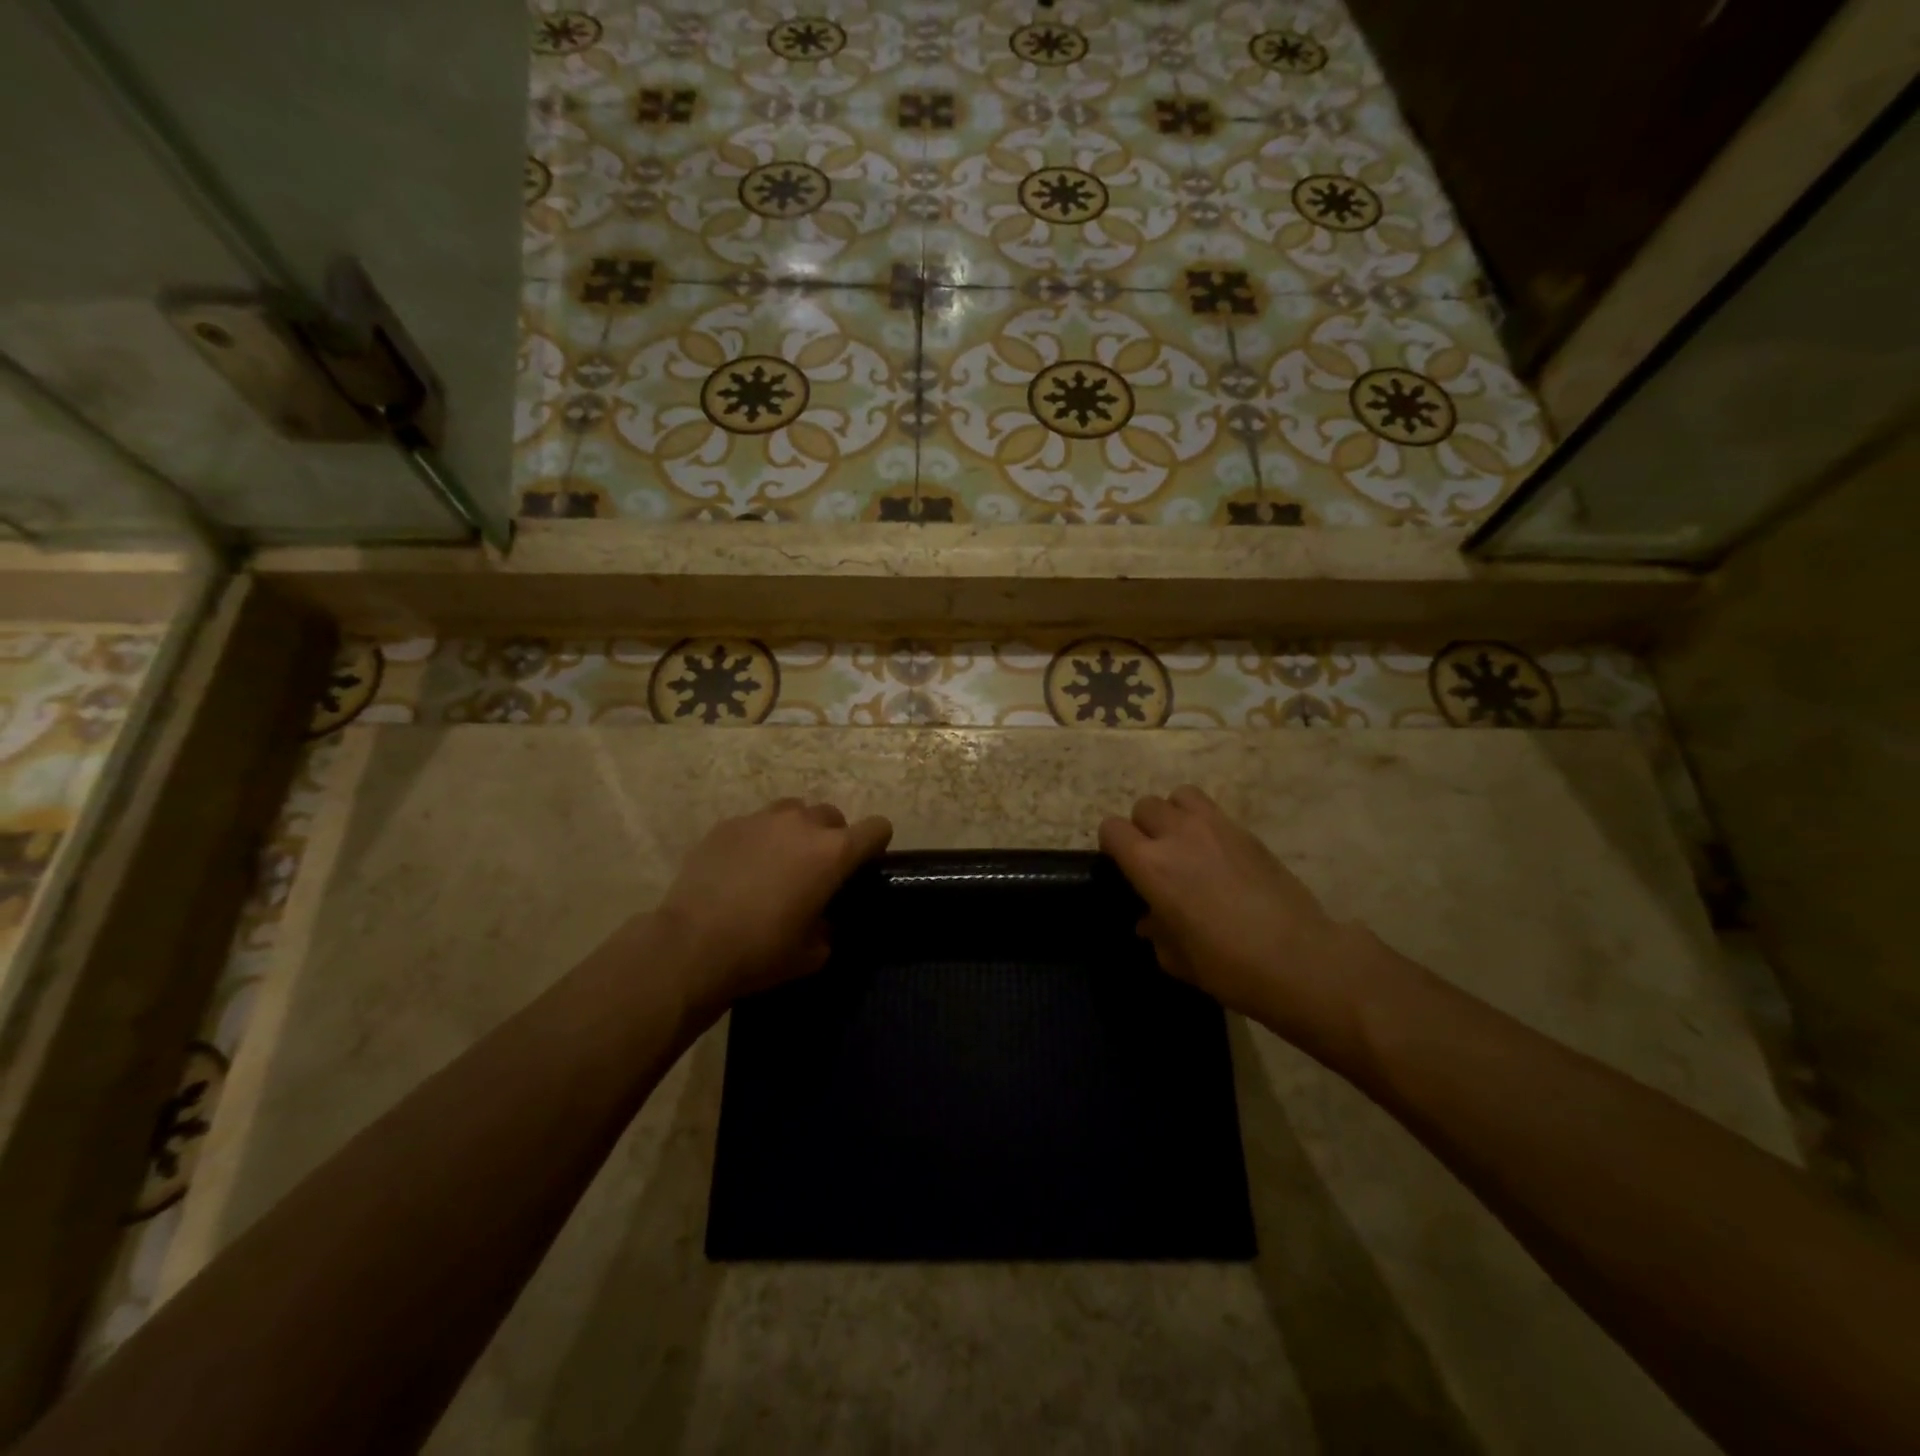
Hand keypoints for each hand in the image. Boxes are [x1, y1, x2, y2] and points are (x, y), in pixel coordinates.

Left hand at [656, 798, 891, 1014]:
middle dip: (832, 838)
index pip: (877, 828)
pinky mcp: (727, 825)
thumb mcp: (813, 953)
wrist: (691, 946)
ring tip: (778, 862)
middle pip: (832, 816)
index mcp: (834, 853)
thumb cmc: (762, 952)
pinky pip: (755, 824)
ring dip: (795, 831)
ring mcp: (762, 819)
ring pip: (793, 811)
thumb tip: (822, 918)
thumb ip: (829, 926)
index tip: (863, 866)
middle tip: (815, 870)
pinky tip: (741, 869)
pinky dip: (758, 840)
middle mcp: (802, 824)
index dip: (875, 845)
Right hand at [1099, 785, 1382, 1062]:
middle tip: (1155, 858)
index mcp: (1151, 865)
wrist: (1299, 958)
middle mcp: (1177, 835)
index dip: (1112, 846)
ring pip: (1179, 796)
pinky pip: (1212, 810)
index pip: (1112, 828)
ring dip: (1174, 815)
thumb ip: (1156, 932)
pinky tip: (1217, 854)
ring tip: (1185, 844)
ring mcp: (1215, 827)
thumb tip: (1149, 920)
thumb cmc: (1228, 966)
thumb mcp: (1177, 959)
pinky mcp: (1246, 831)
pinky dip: (1205, 823)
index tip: (1123, 867)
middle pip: (1145, 806)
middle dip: (1142, 828)